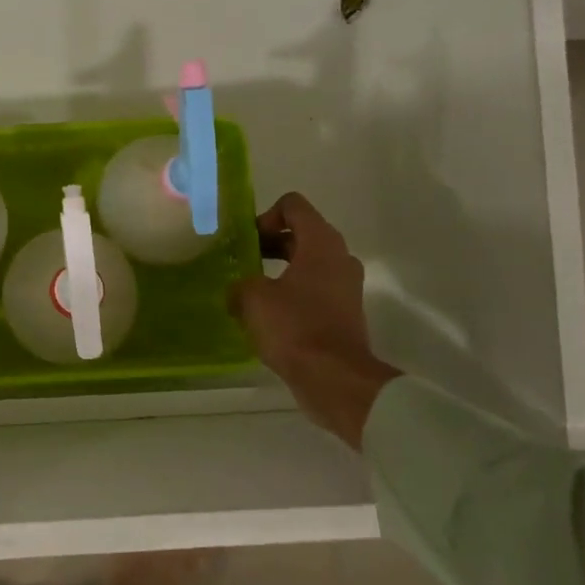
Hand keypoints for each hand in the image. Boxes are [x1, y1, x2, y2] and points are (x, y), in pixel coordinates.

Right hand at [229, 193, 400, 450]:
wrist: (335, 379)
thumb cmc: (294, 327)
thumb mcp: (252, 298)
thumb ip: (241, 283)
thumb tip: (238, 290)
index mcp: (321, 243)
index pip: (293, 205)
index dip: (265, 216)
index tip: (248, 241)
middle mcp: (339, 257)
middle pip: (301, 232)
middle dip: (269, 242)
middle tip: (243, 262)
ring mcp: (346, 285)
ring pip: (308, 262)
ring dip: (280, 269)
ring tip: (252, 289)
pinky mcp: (345, 311)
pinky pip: (314, 288)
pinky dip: (292, 291)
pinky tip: (269, 314)